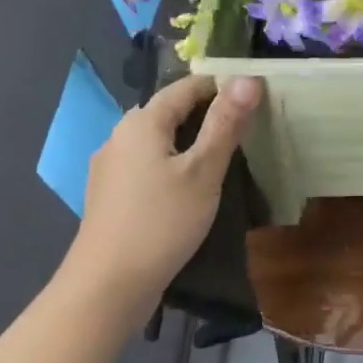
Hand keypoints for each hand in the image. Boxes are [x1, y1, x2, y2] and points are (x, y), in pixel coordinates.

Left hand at [61, 75, 263, 325]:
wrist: (108, 285)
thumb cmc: (162, 222)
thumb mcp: (204, 171)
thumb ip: (226, 123)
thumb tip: (248, 78)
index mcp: (142, 121)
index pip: (186, 86)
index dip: (221, 87)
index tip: (255, 98)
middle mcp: (120, 135)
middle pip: (169, 111)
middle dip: (206, 113)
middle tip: (245, 130)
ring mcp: (110, 166)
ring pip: (157, 139)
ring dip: (189, 140)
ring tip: (223, 157)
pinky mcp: (109, 194)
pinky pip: (146, 163)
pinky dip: (171, 163)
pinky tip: (188, 186)